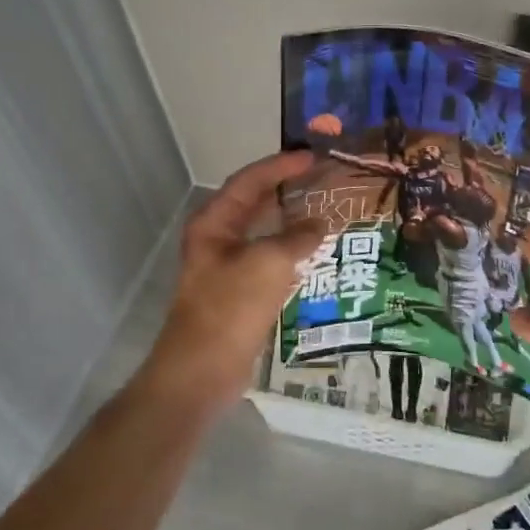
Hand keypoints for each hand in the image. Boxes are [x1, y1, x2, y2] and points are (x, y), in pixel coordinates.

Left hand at [137, 151, 326, 416]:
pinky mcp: (240, 292)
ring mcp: (228, 267)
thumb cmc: (230, 308)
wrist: (202, 372)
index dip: (281, 166)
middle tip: (323, 178)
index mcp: (214, 223)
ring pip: (264, 232)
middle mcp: (218, 239)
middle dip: (287, 189)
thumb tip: (320, 224)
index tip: (314, 157)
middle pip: (255, 203)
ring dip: (292, 220)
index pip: (250, 181)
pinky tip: (317, 252)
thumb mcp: (269, 264)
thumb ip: (298, 238)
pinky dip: (292, 251)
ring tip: (326, 209)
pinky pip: (270, 259)